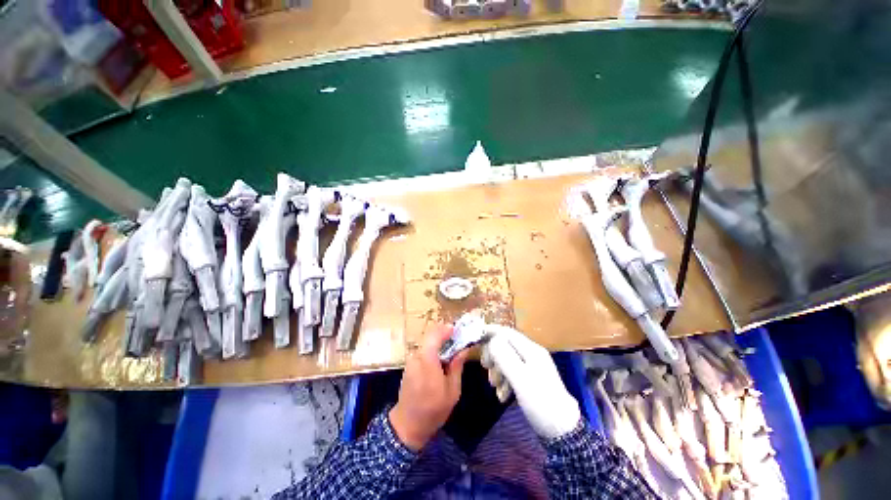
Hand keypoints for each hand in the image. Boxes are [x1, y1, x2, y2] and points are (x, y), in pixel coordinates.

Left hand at [389, 325, 467, 450]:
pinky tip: (441, 357)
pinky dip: (432, 348)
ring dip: (438, 340)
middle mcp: (416, 356)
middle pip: (430, 335)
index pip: (435, 335)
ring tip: (451, 347)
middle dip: (444, 333)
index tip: (458, 330)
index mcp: (427, 361)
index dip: (446, 329)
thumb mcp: (452, 390)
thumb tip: (464, 348)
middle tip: (458, 338)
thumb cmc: (433, 410)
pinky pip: (422, 349)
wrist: (408, 425)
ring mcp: (411, 360)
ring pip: (426, 341)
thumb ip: (457, 366)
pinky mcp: (409, 364)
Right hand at [481, 326, 580, 439]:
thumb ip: (504, 356)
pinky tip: (502, 395)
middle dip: (493, 355)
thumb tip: (491, 341)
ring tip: (495, 387)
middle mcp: (531, 353)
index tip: (475, 339)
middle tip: (486, 369)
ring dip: (497, 370)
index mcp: (531, 349)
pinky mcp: (530, 379)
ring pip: (506, 359)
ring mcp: (531, 366)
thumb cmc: (540, 402)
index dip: (490, 332)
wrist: (562, 430)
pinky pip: (511, 372)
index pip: (506, 332)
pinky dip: (504, 380)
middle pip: (505, 344)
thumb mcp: (520, 378)